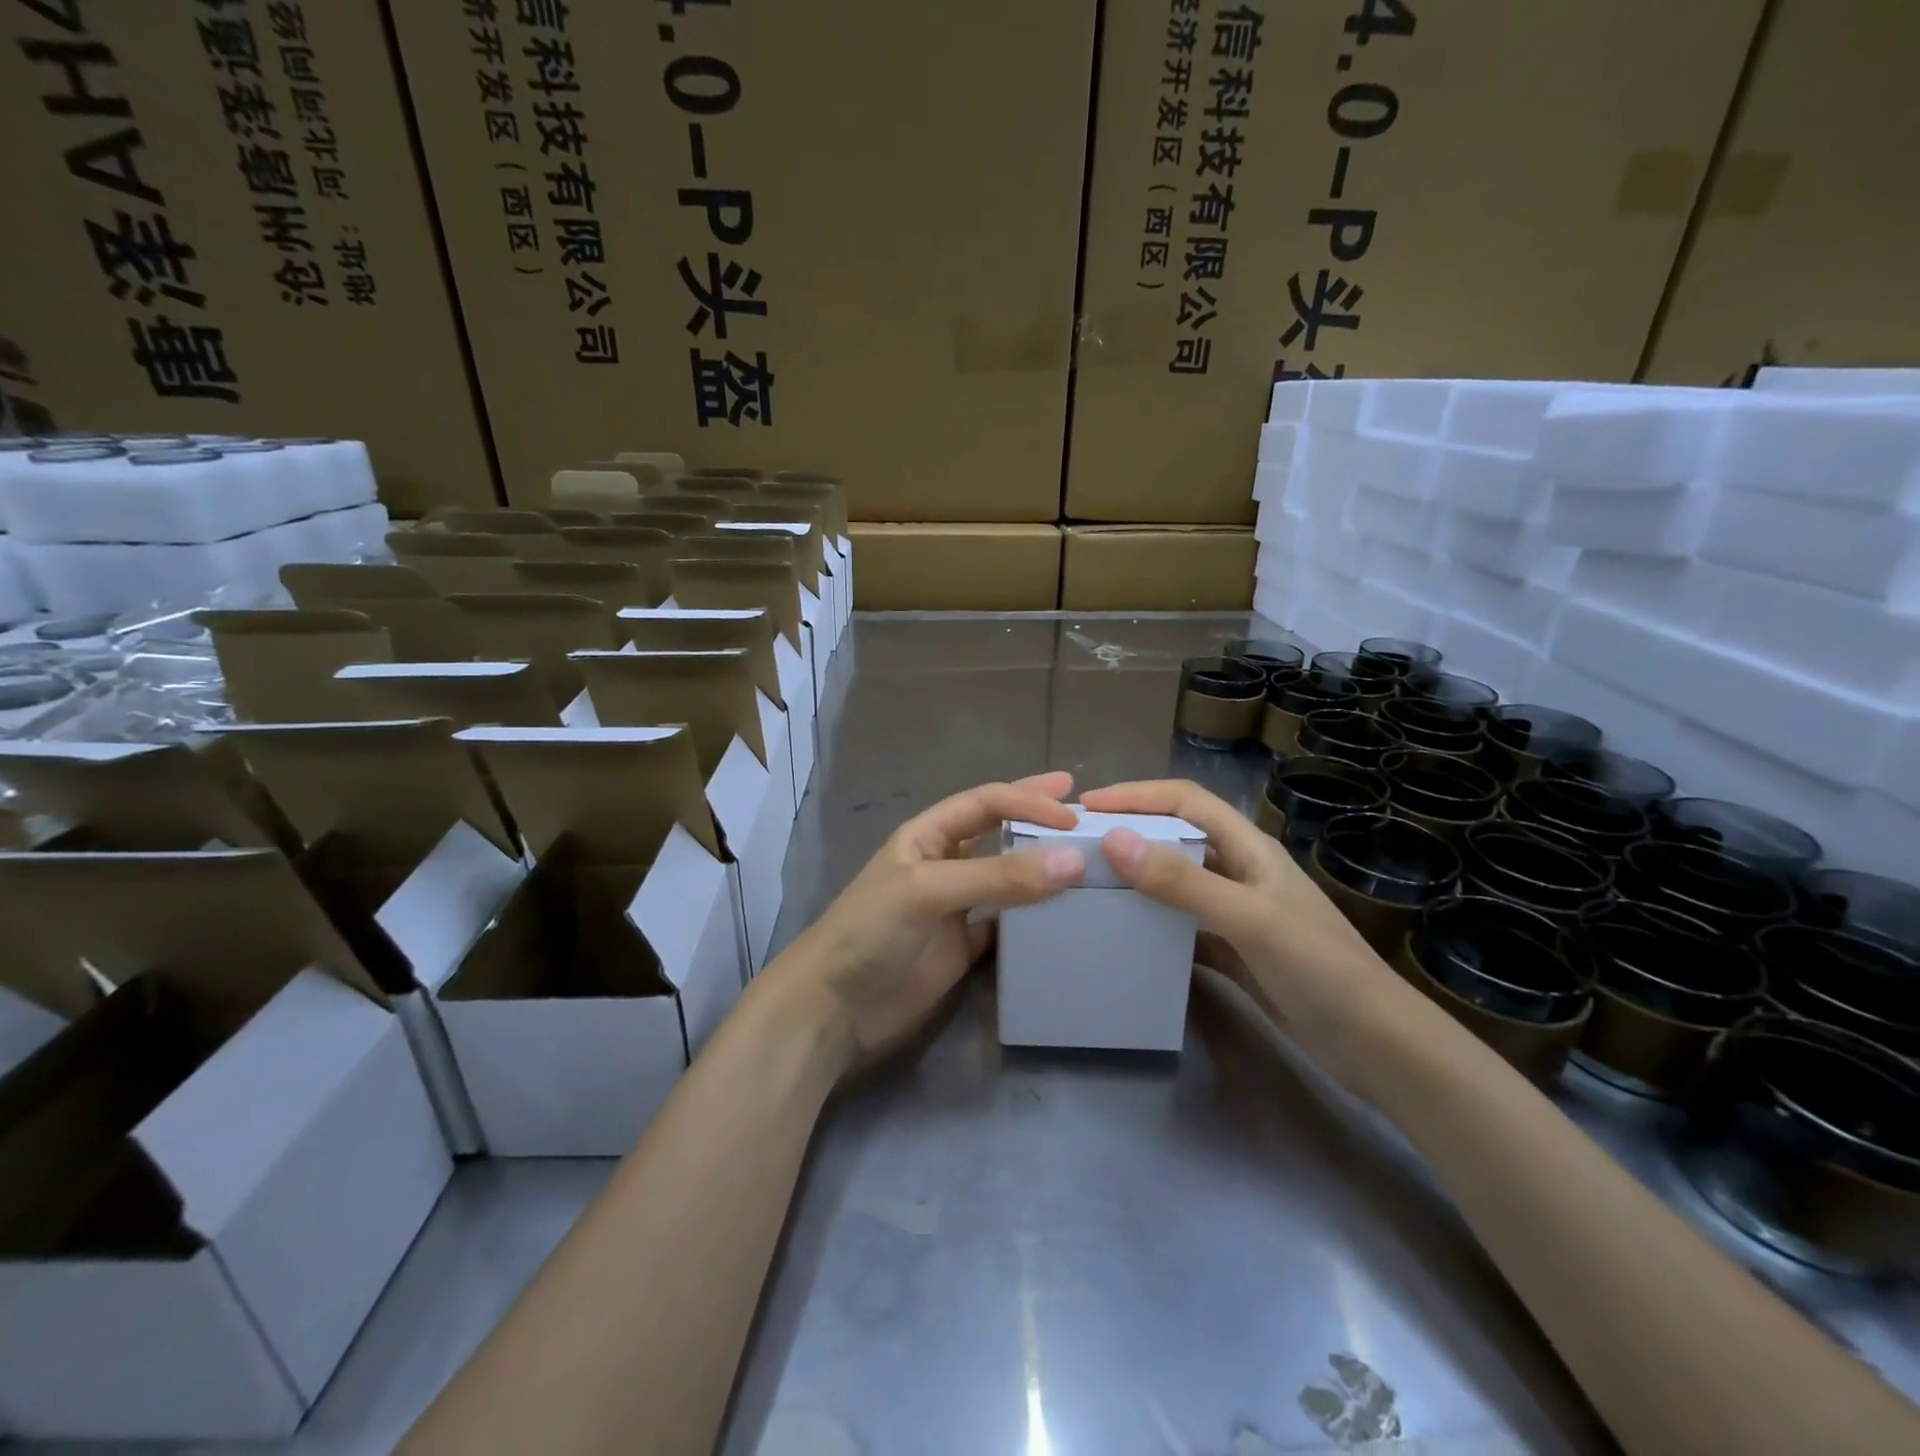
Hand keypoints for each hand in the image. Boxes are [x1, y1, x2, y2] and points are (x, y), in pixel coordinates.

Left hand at [778, 772, 1085, 1070]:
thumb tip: (1073, 861)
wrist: (833, 1008)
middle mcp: (944, 863)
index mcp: (927, 835)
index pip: (986, 803)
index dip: (1027, 802)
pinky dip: (1035, 917)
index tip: (1073, 815)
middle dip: (1034, 813)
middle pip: (998, 829)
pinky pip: (1008, 923)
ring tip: (1084, 857)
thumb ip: (998, 876)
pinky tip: (1064, 913)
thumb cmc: (871, 932)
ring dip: (1040, 866)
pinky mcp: (964, 947)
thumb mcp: (929, 891)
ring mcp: (955, 906)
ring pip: (1007, 876)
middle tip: (1081, 805)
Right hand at [1079, 779, 1441, 1087]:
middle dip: (1131, 832)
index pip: (1185, 800)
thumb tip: (1114, 840)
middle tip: (1080, 844)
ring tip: (1091, 884)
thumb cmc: (1318, 967)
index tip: (1088, 805)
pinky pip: (1182, 925)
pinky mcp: (1233, 950)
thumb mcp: (1248, 918)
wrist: (1375, 1044)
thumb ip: (1182, 881)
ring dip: (1139, 878)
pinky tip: (1124, 935)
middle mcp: (1240, 871)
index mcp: (1248, 847)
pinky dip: (1153, 924)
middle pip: (1177, 836)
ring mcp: (1237, 912)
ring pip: (1177, 881)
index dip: (1137, 795)